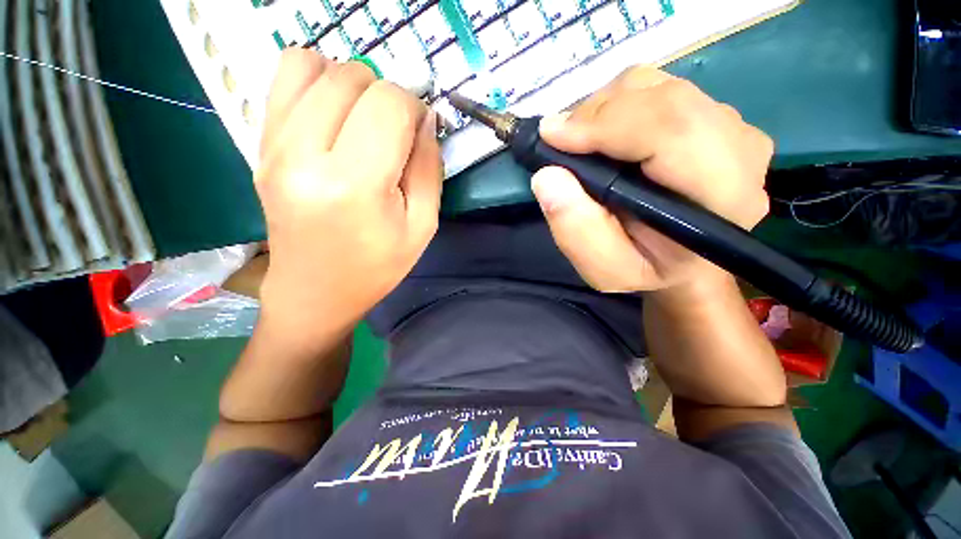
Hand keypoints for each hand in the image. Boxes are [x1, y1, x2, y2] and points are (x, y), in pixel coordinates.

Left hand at [254, 50, 441, 347]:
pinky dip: (316, 81)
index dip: (415, 108)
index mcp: (354, 184)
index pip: (389, 104)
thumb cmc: (376, 266)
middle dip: (386, 96)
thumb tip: (425, 117)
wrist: (316, 290)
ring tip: (363, 120)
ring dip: (351, 83)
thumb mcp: (422, 226)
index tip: (420, 132)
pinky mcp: (260, 145)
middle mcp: (305, 154)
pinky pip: (282, 78)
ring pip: (313, 64)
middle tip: (394, 132)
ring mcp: (273, 146)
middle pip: (353, 77)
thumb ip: (429, 167)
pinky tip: (332, 115)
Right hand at [531, 67, 772, 293]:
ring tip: (581, 143)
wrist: (682, 263)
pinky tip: (605, 137)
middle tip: (560, 143)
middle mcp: (739, 151)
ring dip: (606, 109)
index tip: (551, 136)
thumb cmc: (644, 271)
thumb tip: (546, 176)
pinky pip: (660, 90)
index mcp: (722, 198)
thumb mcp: (604, 269)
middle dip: (598, 113)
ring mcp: (731, 128)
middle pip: (665, 97)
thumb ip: (576, 230)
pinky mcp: (714, 119)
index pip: (672, 130)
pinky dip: (619, 106)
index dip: (606, 123)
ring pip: (659, 86)